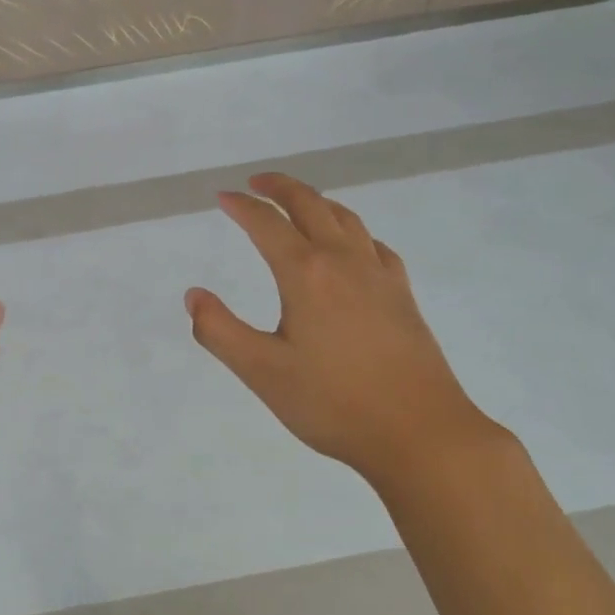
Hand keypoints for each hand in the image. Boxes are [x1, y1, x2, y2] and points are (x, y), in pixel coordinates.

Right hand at [185, 174, 508, 491]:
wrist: (421, 432)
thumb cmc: (334, 404)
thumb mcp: (262, 372)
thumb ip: (219, 331)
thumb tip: (193, 295)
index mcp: (306, 274)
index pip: (267, 224)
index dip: (242, 206)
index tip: (223, 197)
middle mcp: (344, 261)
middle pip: (311, 205)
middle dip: (280, 188)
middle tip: (257, 182)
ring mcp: (379, 275)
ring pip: (346, 218)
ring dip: (317, 202)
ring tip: (299, 204)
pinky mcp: (403, 295)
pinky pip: (374, 245)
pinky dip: (352, 231)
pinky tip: (352, 247)